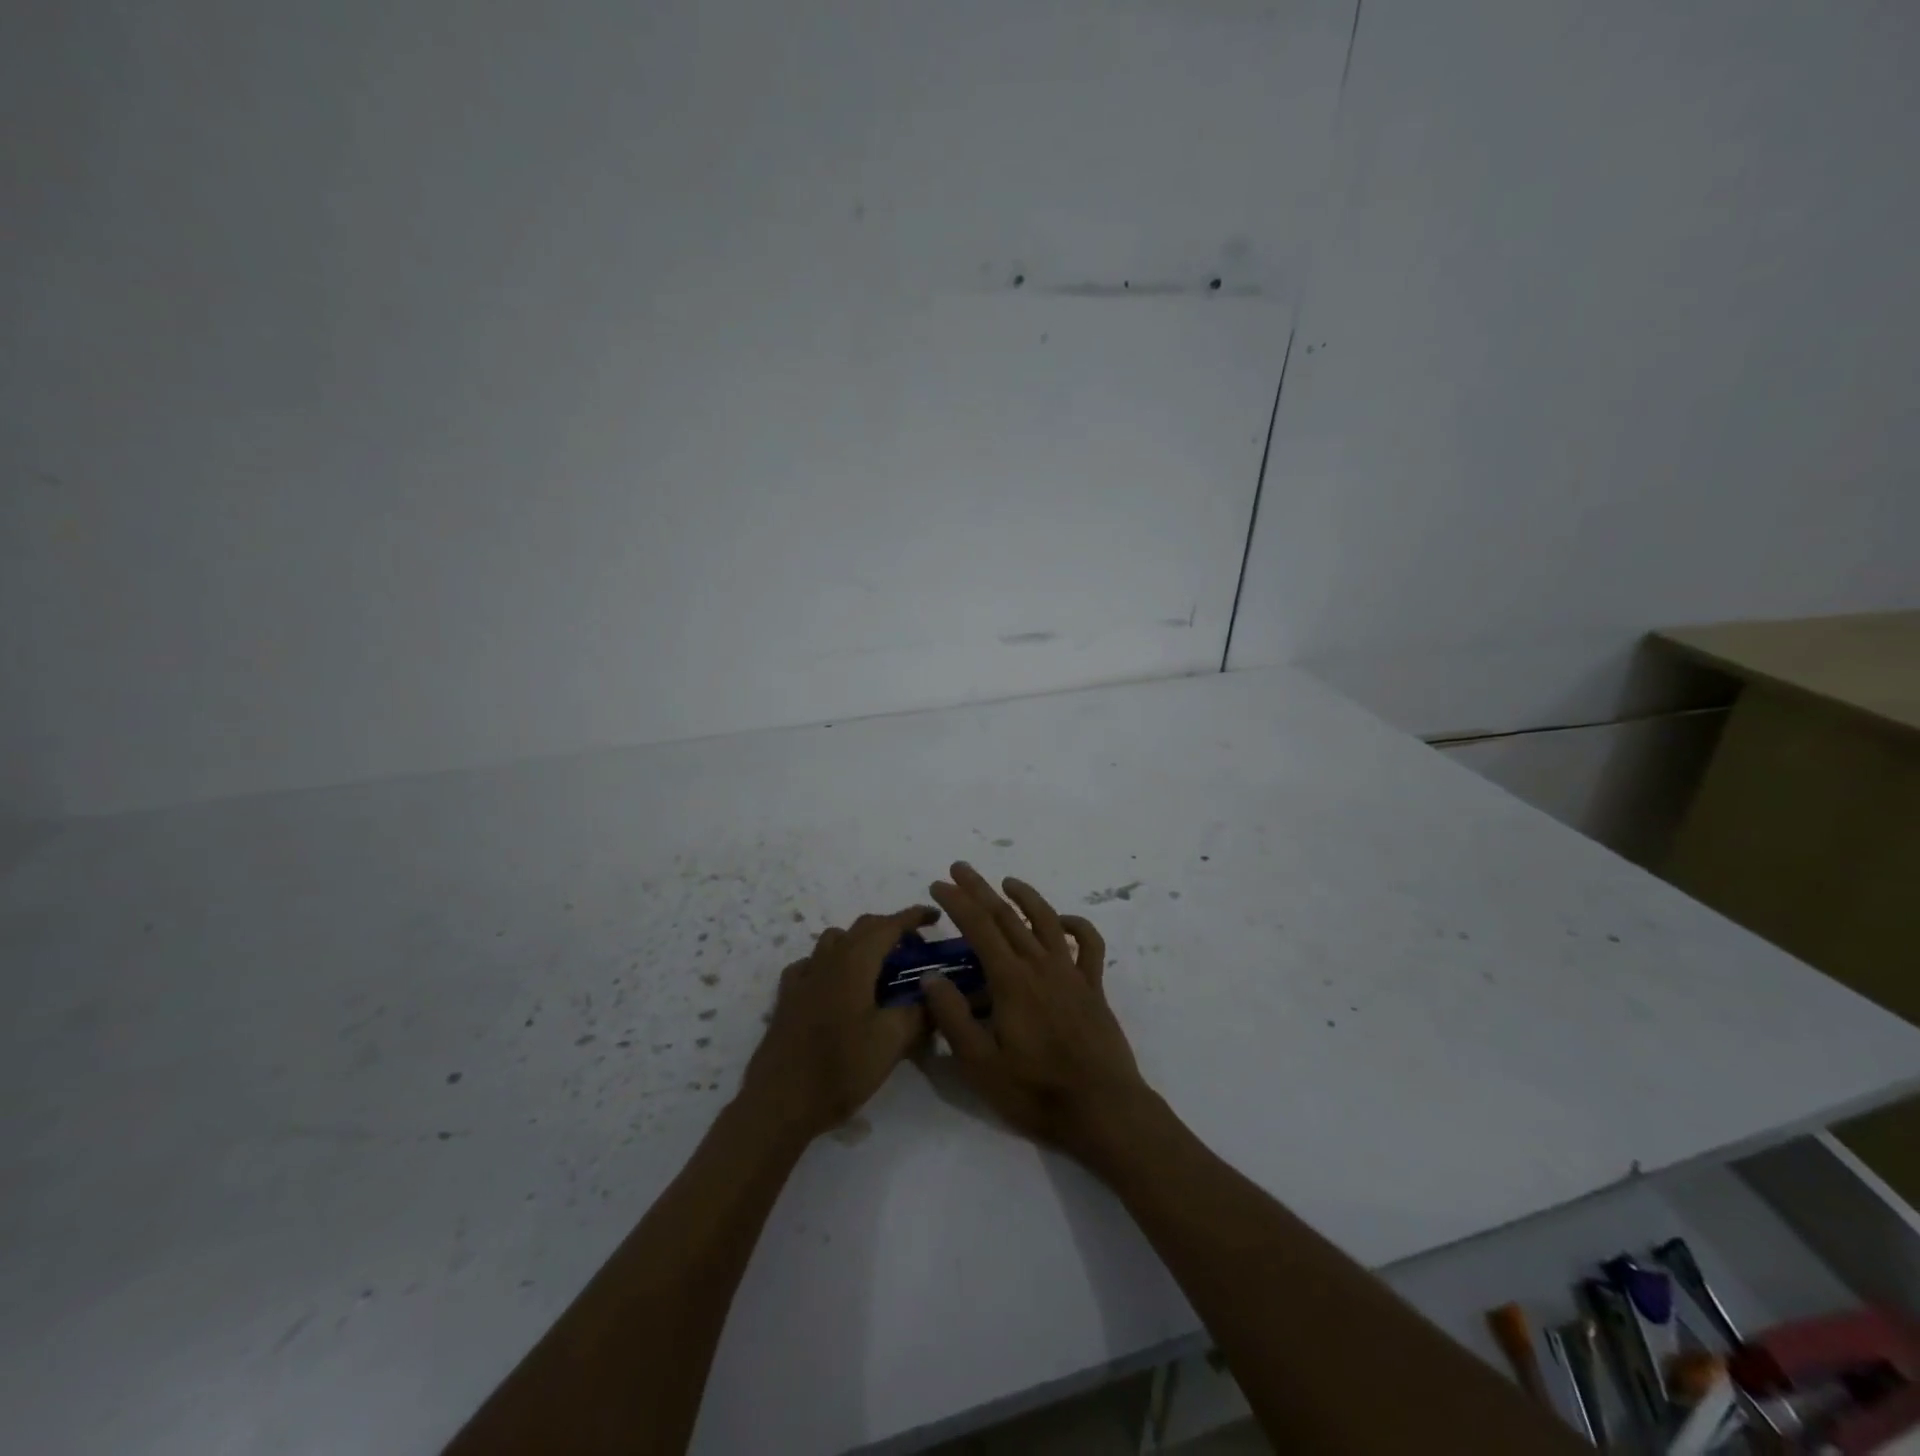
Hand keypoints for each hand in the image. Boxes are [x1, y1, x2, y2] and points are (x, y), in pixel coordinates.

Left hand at [738, 904, 937, 1143]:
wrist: (780, 1102)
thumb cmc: (840, 1068)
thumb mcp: (892, 1041)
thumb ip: (918, 1012)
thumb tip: (933, 994)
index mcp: (854, 962)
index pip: (889, 925)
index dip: (913, 917)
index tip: (934, 916)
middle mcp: (827, 959)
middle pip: (862, 927)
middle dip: (891, 929)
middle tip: (915, 950)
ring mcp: (803, 976)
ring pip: (835, 941)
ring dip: (861, 942)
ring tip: (879, 967)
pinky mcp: (788, 997)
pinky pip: (812, 964)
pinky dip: (832, 963)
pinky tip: (838, 986)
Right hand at [923, 863, 1157, 1165]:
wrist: (1104, 1109)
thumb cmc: (1036, 1091)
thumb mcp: (980, 1065)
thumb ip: (954, 1018)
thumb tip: (931, 977)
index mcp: (1011, 981)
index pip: (979, 928)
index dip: (958, 902)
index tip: (939, 883)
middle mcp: (1041, 966)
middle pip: (1007, 916)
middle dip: (980, 889)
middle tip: (960, 868)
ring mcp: (1072, 973)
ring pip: (1047, 921)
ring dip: (1025, 897)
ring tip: (1007, 881)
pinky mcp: (1094, 987)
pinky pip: (1089, 945)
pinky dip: (1077, 926)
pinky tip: (1062, 922)